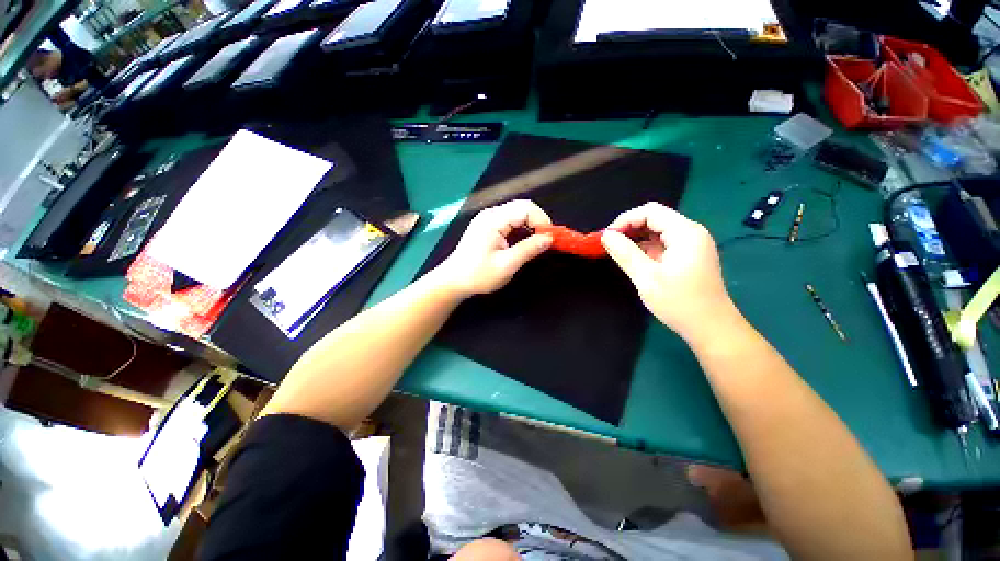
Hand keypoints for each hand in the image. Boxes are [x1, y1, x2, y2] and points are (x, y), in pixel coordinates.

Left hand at [437, 200, 552, 297]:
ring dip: (530, 225)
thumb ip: (528, 249)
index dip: (542, 221)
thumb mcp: (506, 265)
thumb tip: (549, 238)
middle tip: (546, 241)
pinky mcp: (487, 226)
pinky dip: (521, 228)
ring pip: (517, 213)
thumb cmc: (478, 275)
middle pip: (522, 207)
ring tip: (537, 242)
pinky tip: (524, 241)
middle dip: (538, 222)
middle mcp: (490, 214)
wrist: (453, 281)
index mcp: (493, 220)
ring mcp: (487, 219)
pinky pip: (510, 221)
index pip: (525, 208)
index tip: (550, 239)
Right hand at [601, 202, 736, 343]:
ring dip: (637, 238)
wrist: (711, 329)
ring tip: (618, 252)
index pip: (651, 211)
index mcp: (685, 233)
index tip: (607, 237)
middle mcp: (691, 233)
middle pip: (655, 218)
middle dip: (630, 228)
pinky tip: (634, 259)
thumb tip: (606, 236)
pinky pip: (663, 243)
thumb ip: (625, 253)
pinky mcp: (689, 256)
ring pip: (658, 231)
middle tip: (610, 244)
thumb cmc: (679, 303)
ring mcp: (692, 244)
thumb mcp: (646, 277)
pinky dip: (646, 248)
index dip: (626, 220)